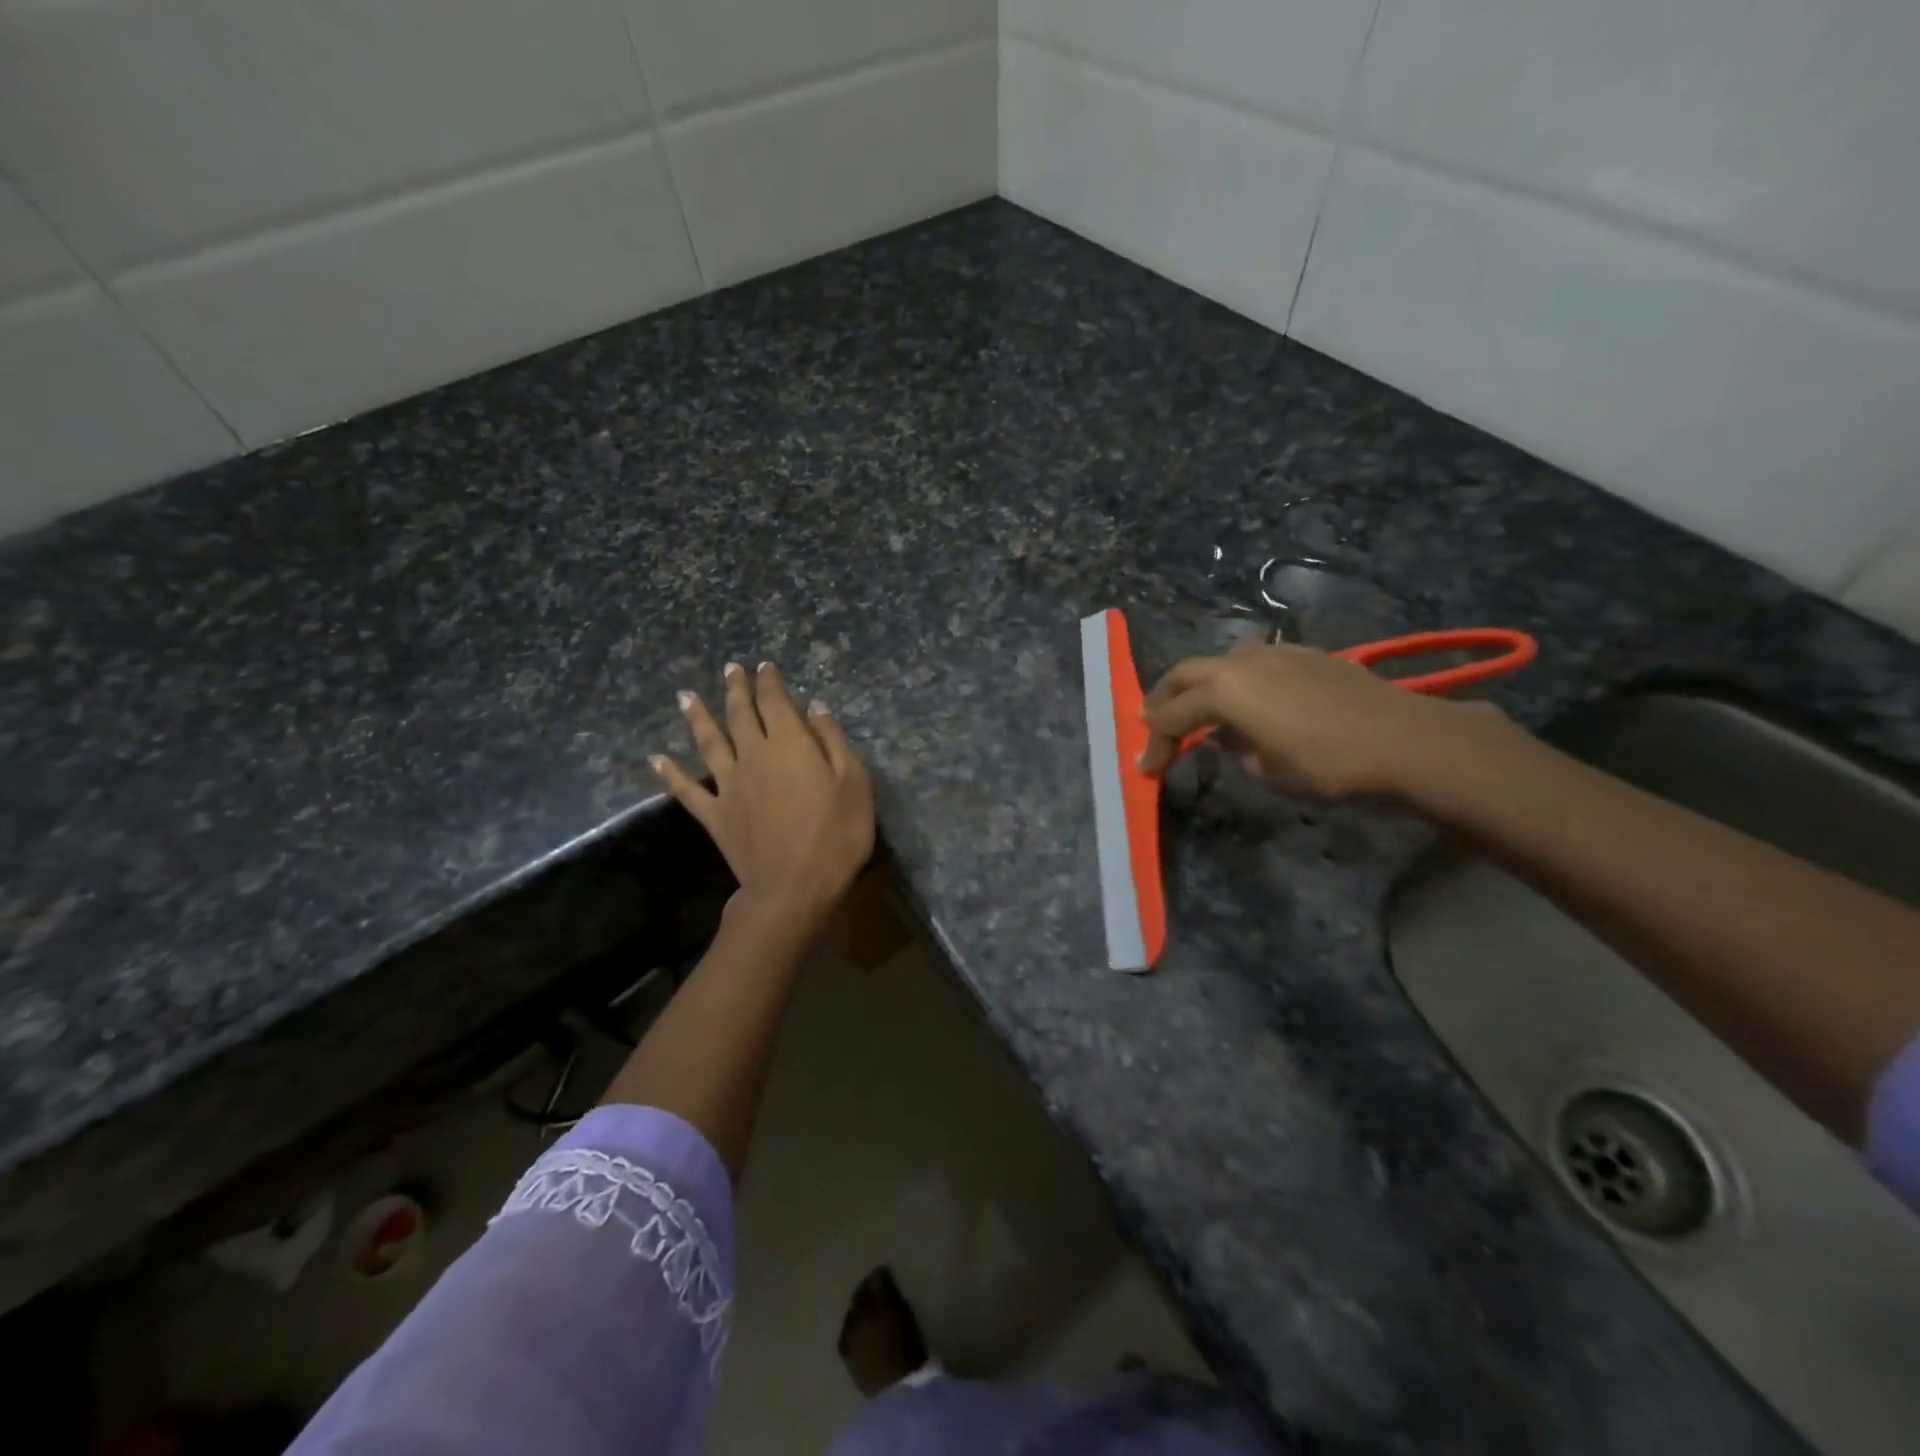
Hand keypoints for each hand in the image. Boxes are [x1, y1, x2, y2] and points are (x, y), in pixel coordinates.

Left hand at [653, 661, 874, 935]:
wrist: (793, 887)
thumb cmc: (835, 835)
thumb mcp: (854, 783)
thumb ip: (833, 741)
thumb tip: (815, 707)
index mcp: (790, 744)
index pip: (776, 702)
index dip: (770, 682)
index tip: (764, 667)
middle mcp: (754, 755)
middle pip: (741, 714)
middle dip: (736, 690)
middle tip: (730, 669)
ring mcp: (730, 785)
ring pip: (709, 742)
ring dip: (697, 717)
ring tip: (685, 696)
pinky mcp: (715, 815)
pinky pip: (687, 790)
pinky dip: (670, 774)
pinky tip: (656, 760)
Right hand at [1138, 641, 1507, 801]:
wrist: (1404, 740)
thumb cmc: (1326, 764)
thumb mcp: (1267, 772)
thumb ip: (1236, 750)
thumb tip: (1230, 737)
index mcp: (1224, 690)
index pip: (1173, 716)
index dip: (1156, 743)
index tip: (1146, 767)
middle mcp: (1242, 662)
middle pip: (1186, 673)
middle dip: (1163, 698)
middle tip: (1150, 719)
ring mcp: (1277, 652)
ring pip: (1221, 661)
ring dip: (1201, 683)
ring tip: (1198, 706)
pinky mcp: (1307, 655)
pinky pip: (1256, 661)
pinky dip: (1238, 678)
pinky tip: (1251, 696)